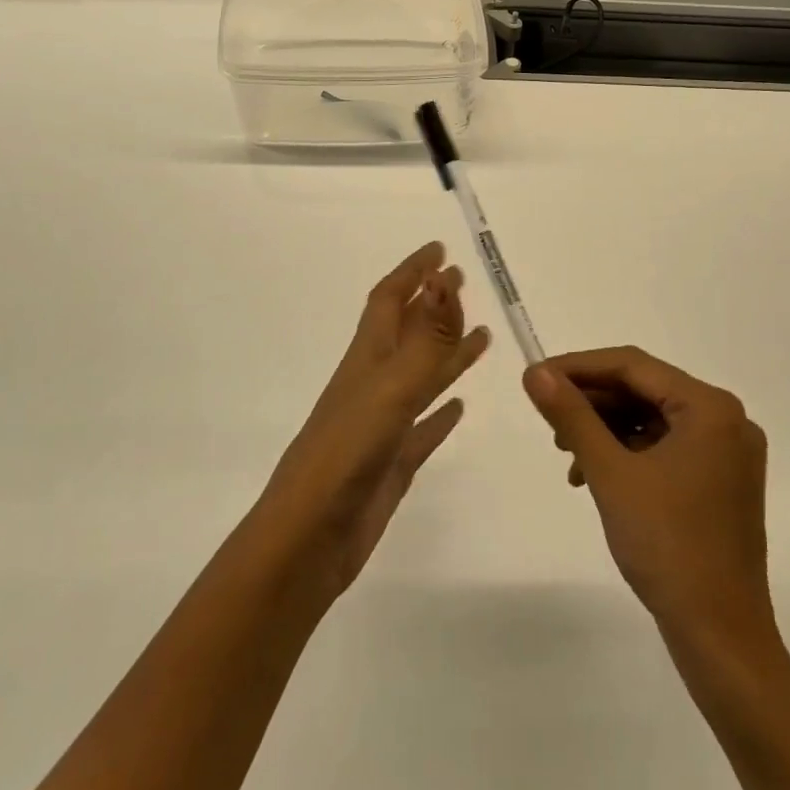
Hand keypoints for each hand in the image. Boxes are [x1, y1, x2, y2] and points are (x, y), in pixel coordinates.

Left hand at [259, 243, 488, 596]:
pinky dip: (442, 412)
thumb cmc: (345, 455)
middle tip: (461, 280)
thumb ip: (425, 340)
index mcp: (367, 360)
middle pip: (406, 332)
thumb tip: (446, 280)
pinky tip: (458, 408)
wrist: (308, 539)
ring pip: (421, 376)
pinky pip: (424, 427)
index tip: (439, 250)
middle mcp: (374, 384)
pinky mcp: (392, 462)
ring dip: (447, 353)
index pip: (390, 300)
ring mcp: (382, 424)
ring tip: (481, 336)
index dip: (413, 272)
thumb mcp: (390, 390)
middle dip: (432, 304)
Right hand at [524, 348, 775, 651]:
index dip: (579, 367)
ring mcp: (727, 454)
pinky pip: (666, 448)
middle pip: (644, 390)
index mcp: (710, 408)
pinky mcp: (720, 482)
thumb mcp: (610, 473)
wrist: (720, 637)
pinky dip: (627, 454)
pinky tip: (593, 475)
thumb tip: (535, 372)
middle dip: (592, 403)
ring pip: (652, 420)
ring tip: (566, 454)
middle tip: (548, 420)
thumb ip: (572, 415)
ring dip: (606, 430)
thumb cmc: (667, 546)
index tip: (536, 378)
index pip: (633, 366)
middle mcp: (726, 420)